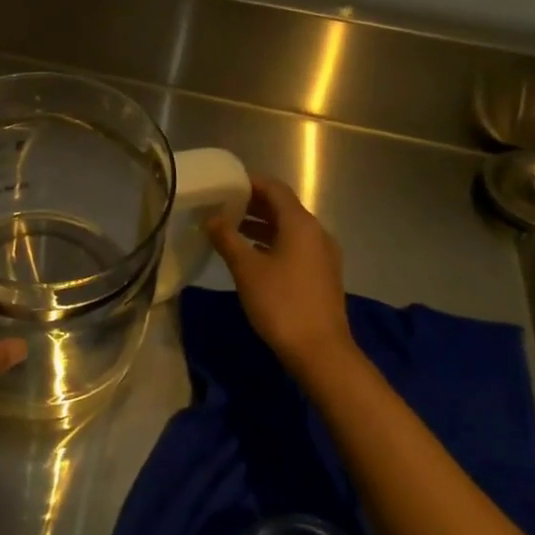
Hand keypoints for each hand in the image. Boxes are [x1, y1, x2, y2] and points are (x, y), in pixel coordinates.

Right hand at [205, 174, 355, 373]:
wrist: (321, 352)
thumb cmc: (281, 303)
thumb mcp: (246, 269)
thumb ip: (227, 238)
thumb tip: (211, 218)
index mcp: (300, 223)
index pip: (274, 188)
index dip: (250, 182)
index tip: (225, 184)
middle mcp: (316, 232)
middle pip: (283, 207)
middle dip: (253, 204)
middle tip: (222, 206)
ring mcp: (323, 254)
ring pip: (289, 228)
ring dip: (262, 225)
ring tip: (231, 230)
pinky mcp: (323, 274)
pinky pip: (296, 246)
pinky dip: (273, 242)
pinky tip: (253, 256)